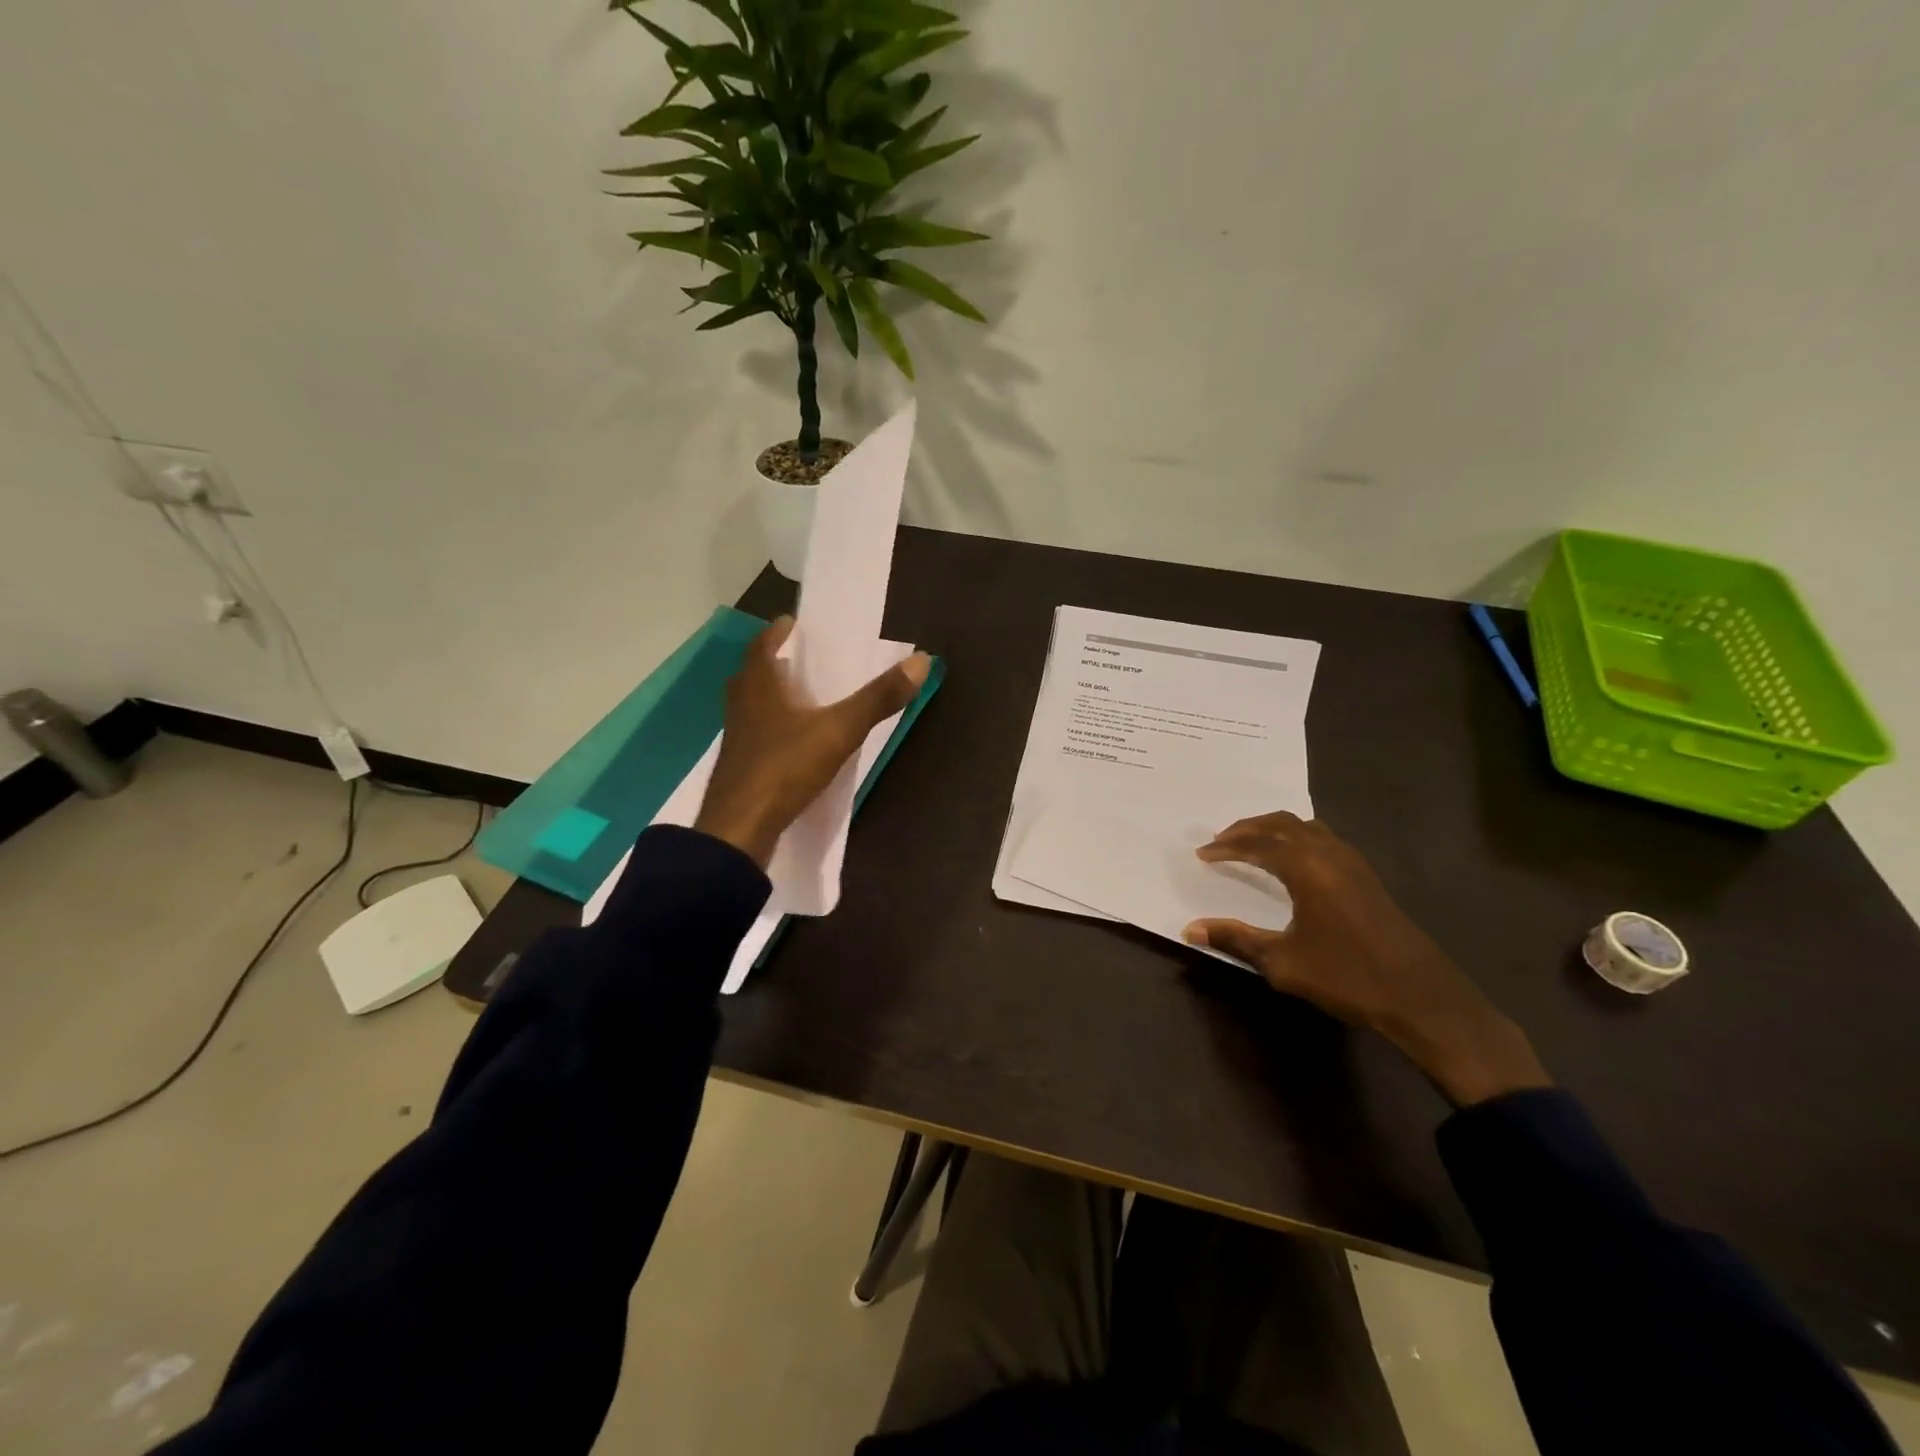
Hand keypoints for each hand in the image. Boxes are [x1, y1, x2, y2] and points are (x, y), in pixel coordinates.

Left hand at [693, 617, 929, 867]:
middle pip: (753, 674)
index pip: (763, 645)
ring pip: (751, 706)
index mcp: (759, 686)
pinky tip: (792, 742)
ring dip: (772, 696)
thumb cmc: (785, 768)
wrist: (739, 830)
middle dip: (775, 663)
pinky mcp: (739, 768)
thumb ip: (878, 698)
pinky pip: (756, 736)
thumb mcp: (839, 730)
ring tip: (801, 698)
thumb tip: (922, 660)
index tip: (792, 624)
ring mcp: (737, 739)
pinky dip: (772, 729)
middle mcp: (741, 706)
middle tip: (801, 660)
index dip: (777, 633)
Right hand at [1184, 812, 1549, 1106]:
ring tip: (1250, 844)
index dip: (1226, 847)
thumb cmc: (1347, 977)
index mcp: (1307, 868)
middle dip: (1247, 828)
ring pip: (1305, 826)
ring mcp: (1352, 862)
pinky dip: (1296, 837)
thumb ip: (1235, 940)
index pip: (1257, 844)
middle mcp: (1329, 853)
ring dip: (1273, 829)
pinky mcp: (1366, 876)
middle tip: (1220, 841)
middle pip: (1280, 823)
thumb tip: (1190, 930)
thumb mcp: (1282, 963)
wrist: (1421, 997)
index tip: (1202, 854)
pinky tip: (1291, 860)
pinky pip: (1322, 838)